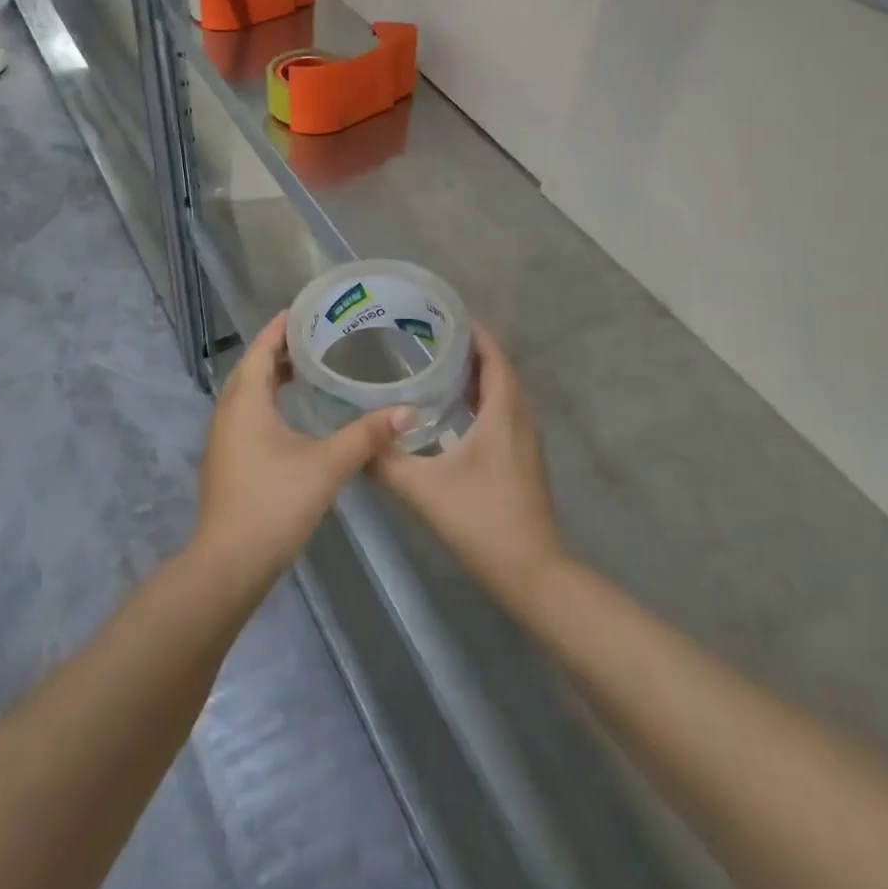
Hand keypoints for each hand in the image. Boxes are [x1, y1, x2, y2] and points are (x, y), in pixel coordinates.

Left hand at [193, 312, 407, 586]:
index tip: (305, 310)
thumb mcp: (326, 465)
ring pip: (247, 392)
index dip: (280, 328)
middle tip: (316, 337)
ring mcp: (223, 437)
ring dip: (272, 377)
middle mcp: (228, 411)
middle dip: (279, 350)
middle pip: (252, 367)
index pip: (261, 348)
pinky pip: (246, 413)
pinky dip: (267, 401)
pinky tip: (293, 415)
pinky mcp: (227, 459)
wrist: (229, 563)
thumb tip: (407, 412)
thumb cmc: (274, 503)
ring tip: (308, 369)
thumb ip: (365, 436)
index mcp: (245, 401)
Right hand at [373, 325, 564, 600]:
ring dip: (474, 377)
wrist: (532, 573)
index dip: (474, 334)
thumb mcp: (424, 488)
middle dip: (468, 351)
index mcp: (503, 414)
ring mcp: (525, 442)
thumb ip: (386, 462)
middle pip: (498, 372)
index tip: (444, 316)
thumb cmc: (482, 520)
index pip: (494, 358)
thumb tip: (355, 441)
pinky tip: (450, 414)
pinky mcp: (522, 461)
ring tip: (434, 366)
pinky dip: (479, 402)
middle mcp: (520, 419)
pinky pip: (502, 415)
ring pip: (501, 395)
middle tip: (428, 338)